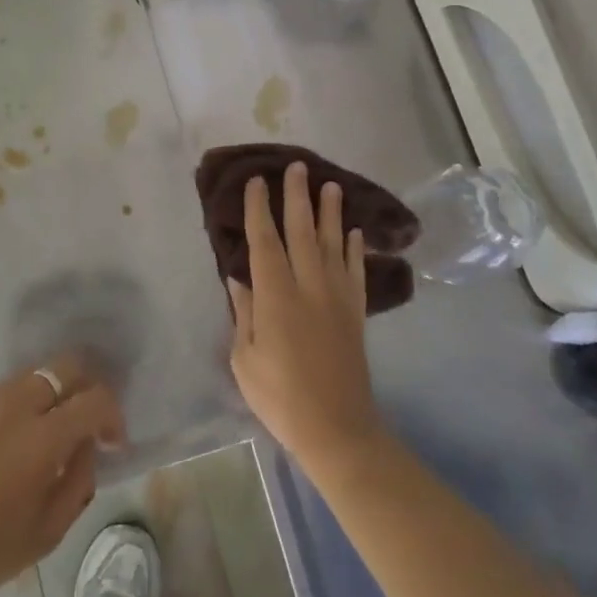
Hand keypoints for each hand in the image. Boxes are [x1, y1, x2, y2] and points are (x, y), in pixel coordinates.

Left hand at [0, 353, 122, 596]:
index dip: (113, 416)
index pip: (96, 398)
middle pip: (67, 366)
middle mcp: (18, 405)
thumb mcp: (49, 530)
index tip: (112, 443)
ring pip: (37, 374)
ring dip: (56, 393)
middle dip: (87, 387)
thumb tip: (86, 446)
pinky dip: (28, 401)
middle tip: (88, 424)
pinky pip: (10, 389)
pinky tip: (21, 438)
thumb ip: (79, 479)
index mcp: (44, 436)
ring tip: (54, 431)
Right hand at [228, 162, 385, 481]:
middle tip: (297, 167)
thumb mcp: (245, 358)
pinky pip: (356, 272)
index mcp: (276, 296)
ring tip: (330, 185)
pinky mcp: (355, 313)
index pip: (265, 241)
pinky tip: (355, 232)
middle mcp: (309, 286)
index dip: (260, 209)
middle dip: (298, 197)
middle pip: (303, 231)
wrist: (337, 428)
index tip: (257, 182)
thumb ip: (244, 312)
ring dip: (331, 213)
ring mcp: (337, 298)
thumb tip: (240, 277)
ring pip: (334, 244)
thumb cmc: (280, 397)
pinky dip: (356, 249)